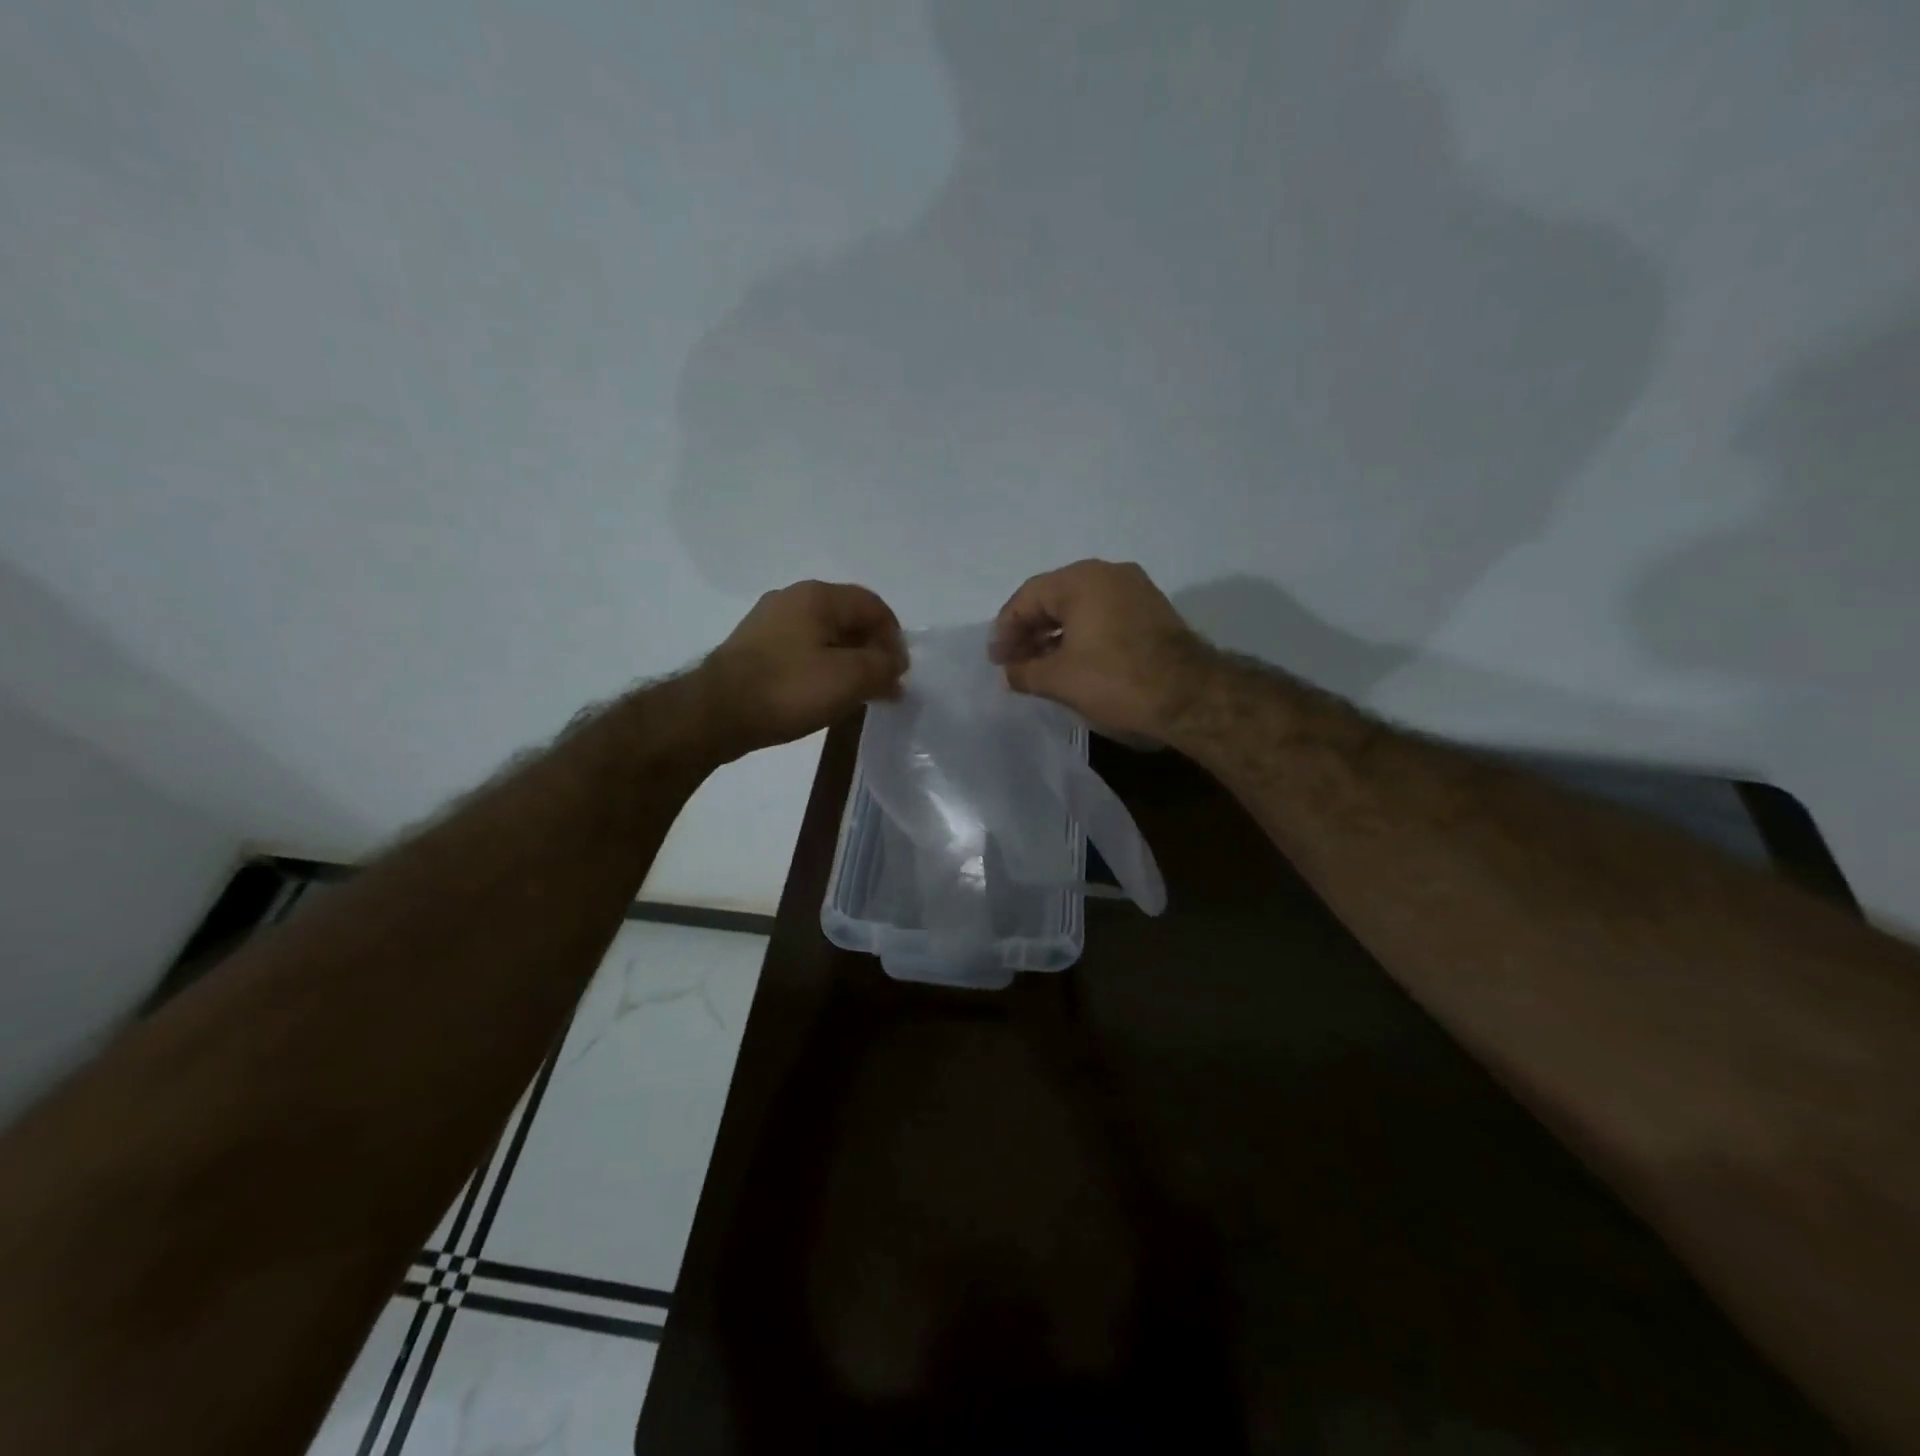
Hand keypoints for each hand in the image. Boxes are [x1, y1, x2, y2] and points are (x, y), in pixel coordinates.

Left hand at [700, 580, 907, 759]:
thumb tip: (895, 665)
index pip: (874, 606)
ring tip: (854, 694)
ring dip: (847, 661)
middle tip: (881, 686)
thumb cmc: (788, 689)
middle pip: (849, 618)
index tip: (898, 675)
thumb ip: (883, 667)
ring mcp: (768, 622)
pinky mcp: (753, 647)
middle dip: (871, 651)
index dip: (895, 639)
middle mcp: (792, 598)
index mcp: (818, 595)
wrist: (714, 713)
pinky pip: (801, 650)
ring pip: (824, 636)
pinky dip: (821, 668)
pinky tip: (821, 695)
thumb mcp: (850, 679)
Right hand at [989, 559, 1213, 738]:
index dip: (1006, 629)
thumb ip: (1024, 672)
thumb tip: (1008, 673)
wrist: (1191, 697)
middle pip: (1054, 598)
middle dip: (1030, 631)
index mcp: (1081, 579)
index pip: (1028, 597)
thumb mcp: (1059, 680)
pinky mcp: (1153, 611)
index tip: (997, 660)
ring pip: (1081, 608)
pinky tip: (1073, 663)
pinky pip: (1104, 616)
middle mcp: (1109, 573)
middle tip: (1014, 662)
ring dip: (1056, 635)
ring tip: (1040, 666)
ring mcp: (1136, 590)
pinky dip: (1083, 636)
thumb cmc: (1115, 681)